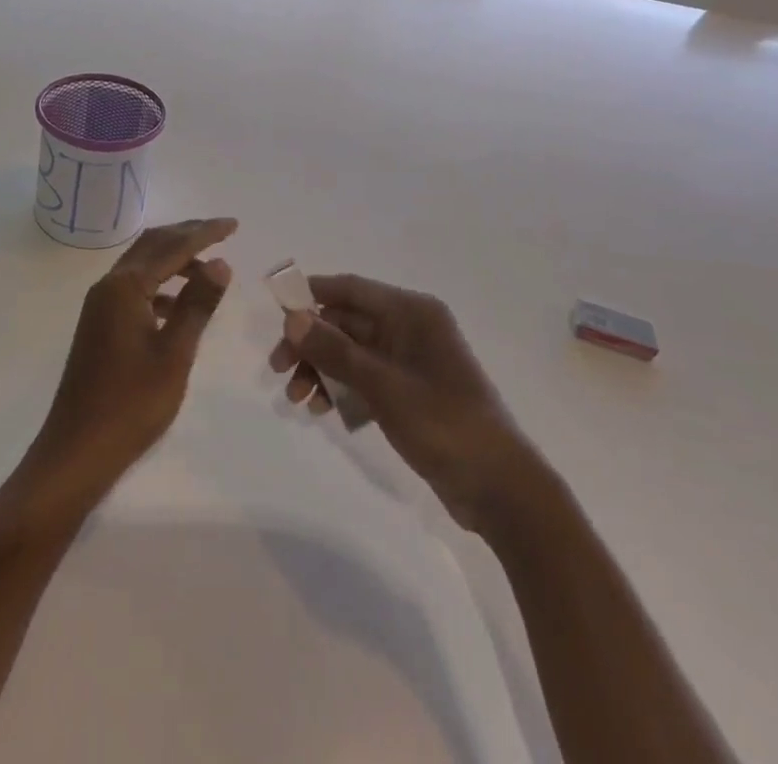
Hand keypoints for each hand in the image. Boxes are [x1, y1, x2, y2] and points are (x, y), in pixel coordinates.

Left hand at [21, 218, 237, 514]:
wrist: (77, 450)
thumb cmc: (131, 404)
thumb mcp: (175, 353)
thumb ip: (197, 304)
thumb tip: (220, 262)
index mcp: (125, 287)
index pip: (173, 246)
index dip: (205, 233)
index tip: (234, 225)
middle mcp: (109, 286)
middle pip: (152, 245)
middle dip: (187, 234)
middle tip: (222, 232)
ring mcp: (100, 305)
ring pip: (142, 265)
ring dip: (174, 259)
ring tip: (208, 269)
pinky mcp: (99, 324)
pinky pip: (134, 288)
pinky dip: (160, 284)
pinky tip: (178, 304)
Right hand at [270, 274, 532, 530]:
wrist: (501, 489)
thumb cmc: (444, 424)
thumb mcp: (384, 386)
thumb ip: (335, 351)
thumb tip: (292, 318)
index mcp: (412, 312)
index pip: (351, 289)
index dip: (312, 294)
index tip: (276, 310)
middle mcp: (410, 328)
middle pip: (347, 322)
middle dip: (311, 343)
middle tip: (277, 368)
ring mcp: (410, 361)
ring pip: (351, 352)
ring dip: (321, 369)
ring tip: (296, 399)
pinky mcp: (409, 392)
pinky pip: (364, 378)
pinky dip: (341, 389)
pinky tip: (320, 410)